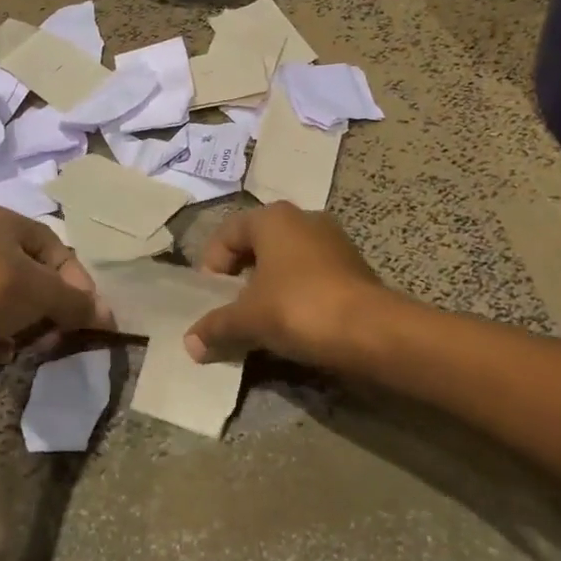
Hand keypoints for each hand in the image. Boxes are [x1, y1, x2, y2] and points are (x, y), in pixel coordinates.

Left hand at [0, 207, 112, 358]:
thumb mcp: (42, 291)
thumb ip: (77, 302)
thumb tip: (108, 316)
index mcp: (5, 222)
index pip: (56, 249)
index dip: (78, 282)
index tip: (90, 314)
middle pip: (35, 277)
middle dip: (52, 308)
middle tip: (62, 334)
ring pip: (12, 303)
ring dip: (27, 326)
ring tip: (30, 346)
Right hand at [184, 203, 389, 368]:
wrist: (371, 331)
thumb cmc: (298, 308)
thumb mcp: (248, 319)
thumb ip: (216, 326)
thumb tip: (190, 343)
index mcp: (273, 217)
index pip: (227, 233)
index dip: (212, 265)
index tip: (209, 298)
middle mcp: (304, 218)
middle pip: (258, 245)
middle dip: (240, 278)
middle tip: (231, 309)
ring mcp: (333, 241)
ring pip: (287, 261)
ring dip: (269, 288)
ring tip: (260, 321)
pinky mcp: (354, 266)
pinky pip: (311, 276)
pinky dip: (297, 295)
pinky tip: (293, 325)